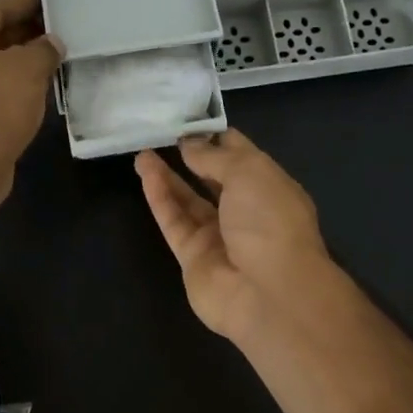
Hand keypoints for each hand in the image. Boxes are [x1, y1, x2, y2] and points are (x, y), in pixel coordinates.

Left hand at [0, 0, 61, 210]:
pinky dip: (6, 90)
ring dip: (15, 66)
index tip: (50, 5)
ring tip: (49, 66)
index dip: (24, 5)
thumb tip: (51, 44)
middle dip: (22, 36)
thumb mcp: (28, 69)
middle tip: (55, 37)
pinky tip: (31, 96)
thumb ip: (44, 50)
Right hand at [135, 129, 335, 342]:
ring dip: (167, 176)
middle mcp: (246, 211)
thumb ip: (213, 156)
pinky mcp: (193, 257)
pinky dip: (160, 198)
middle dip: (189, 157)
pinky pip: (174, 222)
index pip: (240, 156)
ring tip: (143, 152)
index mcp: (269, 187)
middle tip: (160, 134)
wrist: (269, 292)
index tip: (188, 119)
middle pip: (212, 179)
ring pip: (188, 201)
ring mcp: (219, 236)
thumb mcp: (248, 172)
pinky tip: (146, 174)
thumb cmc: (269, 221)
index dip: (215, 137)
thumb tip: (190, 143)